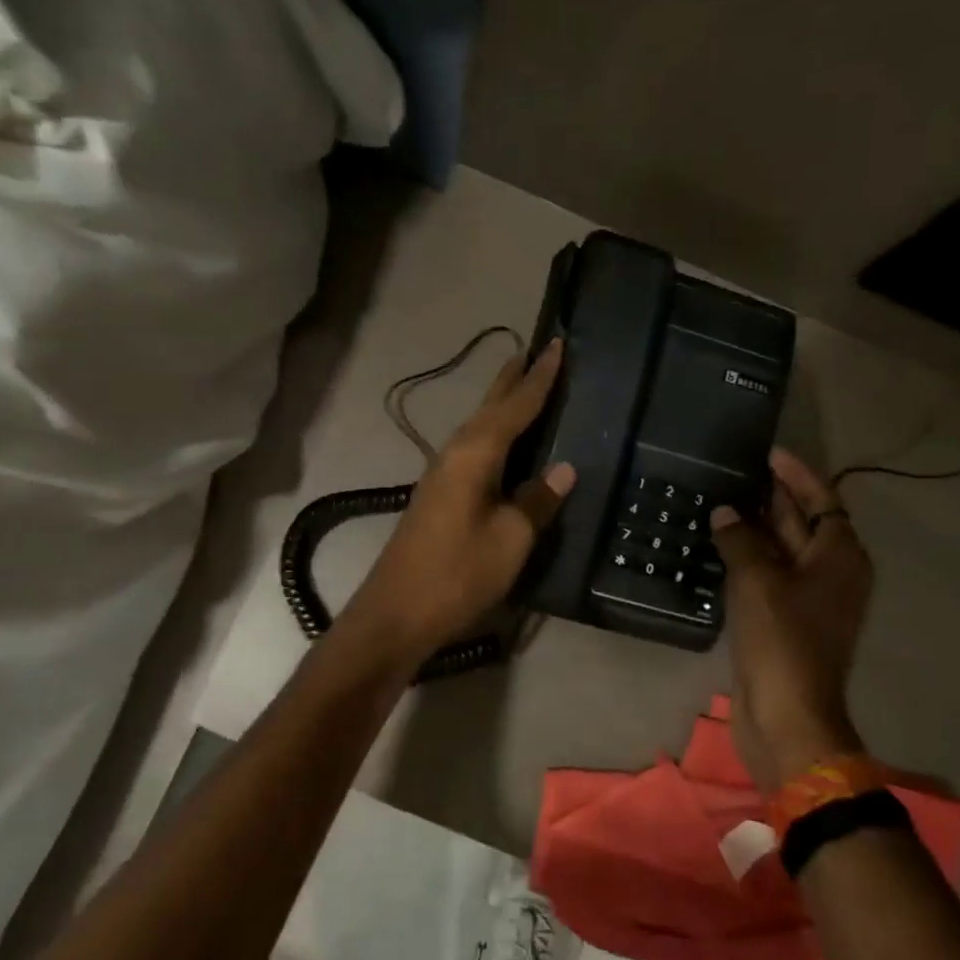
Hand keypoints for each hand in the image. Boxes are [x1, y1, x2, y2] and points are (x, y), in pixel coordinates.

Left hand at [342, 341, 575, 662]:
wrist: (396, 613)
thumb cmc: (458, 573)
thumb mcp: (510, 540)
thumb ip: (537, 500)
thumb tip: (564, 469)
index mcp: (474, 454)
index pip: (515, 406)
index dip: (540, 378)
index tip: (559, 345)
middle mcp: (454, 454)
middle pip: (489, 408)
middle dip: (513, 380)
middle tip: (537, 352)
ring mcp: (441, 475)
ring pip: (478, 427)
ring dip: (501, 405)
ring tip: (522, 386)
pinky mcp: (437, 497)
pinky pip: (472, 450)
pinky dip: (493, 435)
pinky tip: (501, 444)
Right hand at [710, 447, 872, 793]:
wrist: (786, 714)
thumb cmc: (781, 638)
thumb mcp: (757, 579)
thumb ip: (741, 539)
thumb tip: (725, 513)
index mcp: (840, 556)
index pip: (823, 500)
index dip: (797, 475)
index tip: (770, 453)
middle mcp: (832, 573)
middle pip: (806, 523)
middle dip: (776, 497)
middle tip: (739, 472)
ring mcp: (810, 600)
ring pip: (785, 551)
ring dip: (758, 528)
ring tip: (724, 502)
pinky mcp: (788, 621)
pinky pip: (770, 576)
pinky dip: (750, 558)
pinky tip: (722, 548)